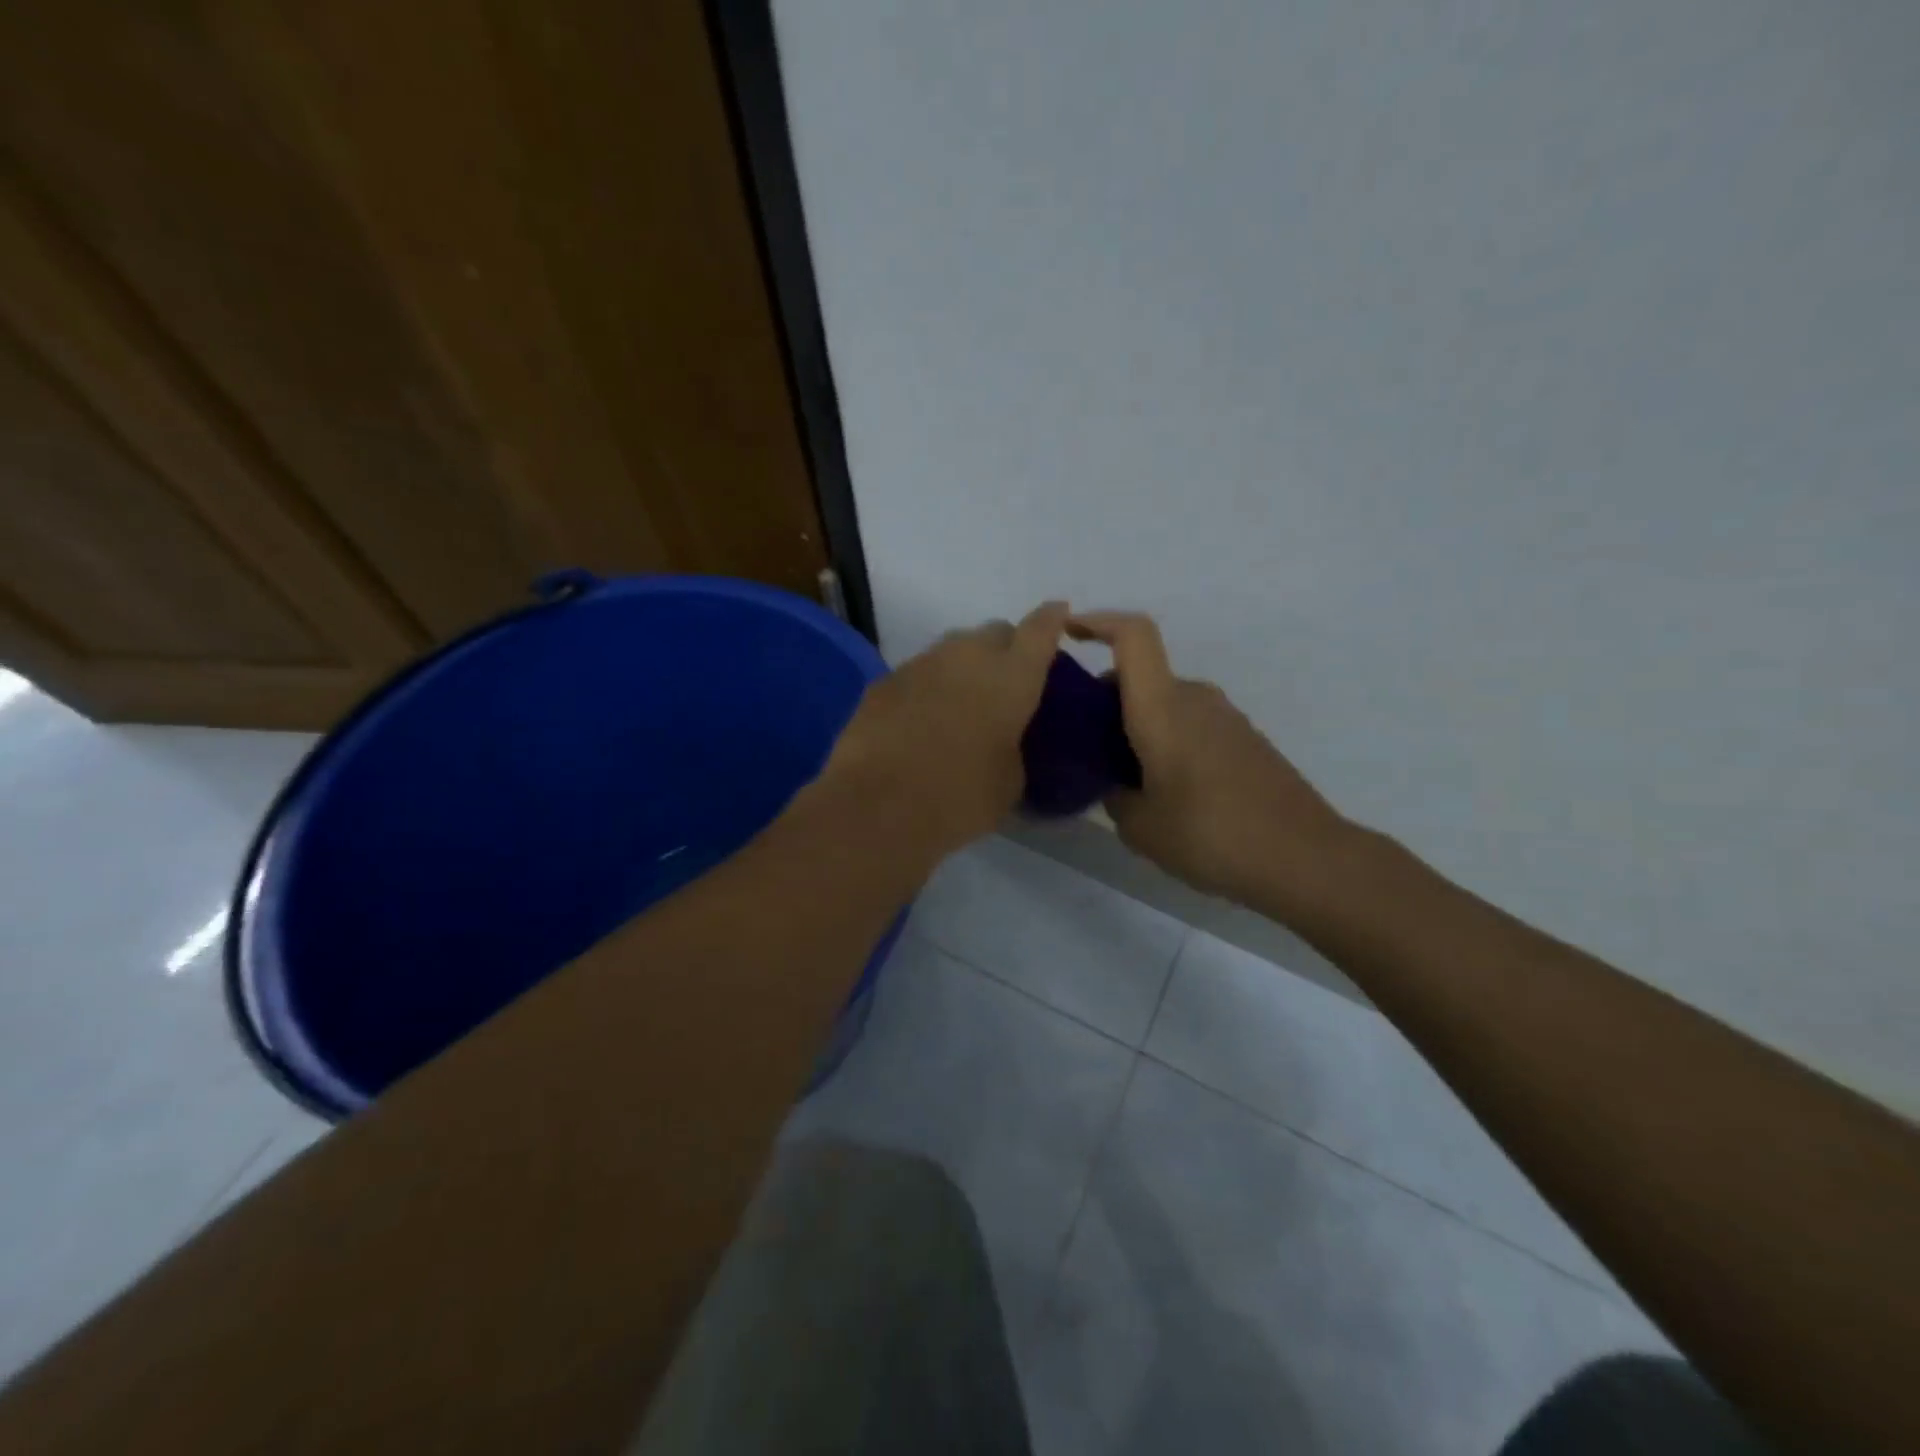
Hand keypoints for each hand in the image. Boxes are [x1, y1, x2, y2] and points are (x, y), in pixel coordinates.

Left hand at [824, 601, 1069, 854]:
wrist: (876, 805)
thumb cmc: (959, 797)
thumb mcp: (1009, 782)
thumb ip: (1014, 748)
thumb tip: (1001, 742)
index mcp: (1012, 676)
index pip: (1041, 629)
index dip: (1052, 620)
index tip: (1059, 614)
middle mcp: (967, 656)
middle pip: (995, 632)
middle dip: (1007, 648)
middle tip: (1006, 683)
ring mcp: (921, 663)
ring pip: (954, 648)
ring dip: (965, 667)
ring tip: (963, 703)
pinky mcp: (884, 681)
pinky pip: (919, 673)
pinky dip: (929, 687)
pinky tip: (923, 720)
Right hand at [1068, 611, 1354, 911]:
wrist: (1305, 858)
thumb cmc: (1212, 835)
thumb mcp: (1141, 828)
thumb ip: (1115, 797)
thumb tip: (1117, 785)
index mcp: (1163, 708)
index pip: (1132, 636)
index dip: (1097, 622)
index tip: (1068, 633)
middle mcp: (1194, 699)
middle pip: (1141, 677)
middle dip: (1106, 700)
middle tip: (1084, 746)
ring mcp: (1225, 718)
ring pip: (1166, 704)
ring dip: (1137, 726)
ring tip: (1123, 778)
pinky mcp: (1246, 740)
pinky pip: (1191, 724)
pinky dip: (1167, 741)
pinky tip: (1165, 791)